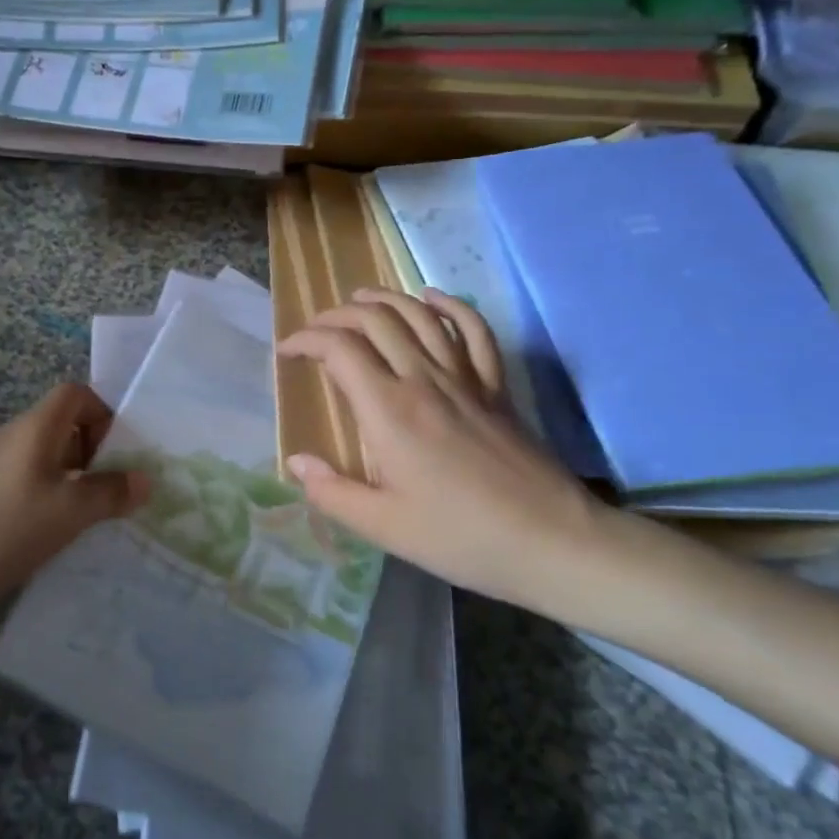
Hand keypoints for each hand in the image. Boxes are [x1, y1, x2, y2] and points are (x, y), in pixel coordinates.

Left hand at [0, 382, 149, 605]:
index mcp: (37, 427)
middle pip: (65, 424)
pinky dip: (53, 496)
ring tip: (96, 515)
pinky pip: (32, 480)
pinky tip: (60, 531)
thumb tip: (145, 480)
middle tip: (116, 489)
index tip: (120, 452)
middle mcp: (17, 436)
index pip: (76, 394)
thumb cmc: (5, 527)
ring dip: (77, 478)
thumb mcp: (69, 512)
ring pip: (50, 456)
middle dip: (97, 452)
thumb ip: (110, 493)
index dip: (104, 413)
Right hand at [277, 288, 636, 617]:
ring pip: (420, 316)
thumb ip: (331, 492)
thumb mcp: (383, 527)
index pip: (339, 349)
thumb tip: (295, 462)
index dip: (306, 340)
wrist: (551, 541)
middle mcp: (423, 380)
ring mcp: (465, 378)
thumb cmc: (461, 537)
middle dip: (337, 315)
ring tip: (359, 298)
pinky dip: (451, 307)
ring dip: (385, 299)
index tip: (287, 351)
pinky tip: (433, 298)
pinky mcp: (495, 387)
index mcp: (389, 411)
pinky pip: (474, 331)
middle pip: (376, 321)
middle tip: (316, 329)